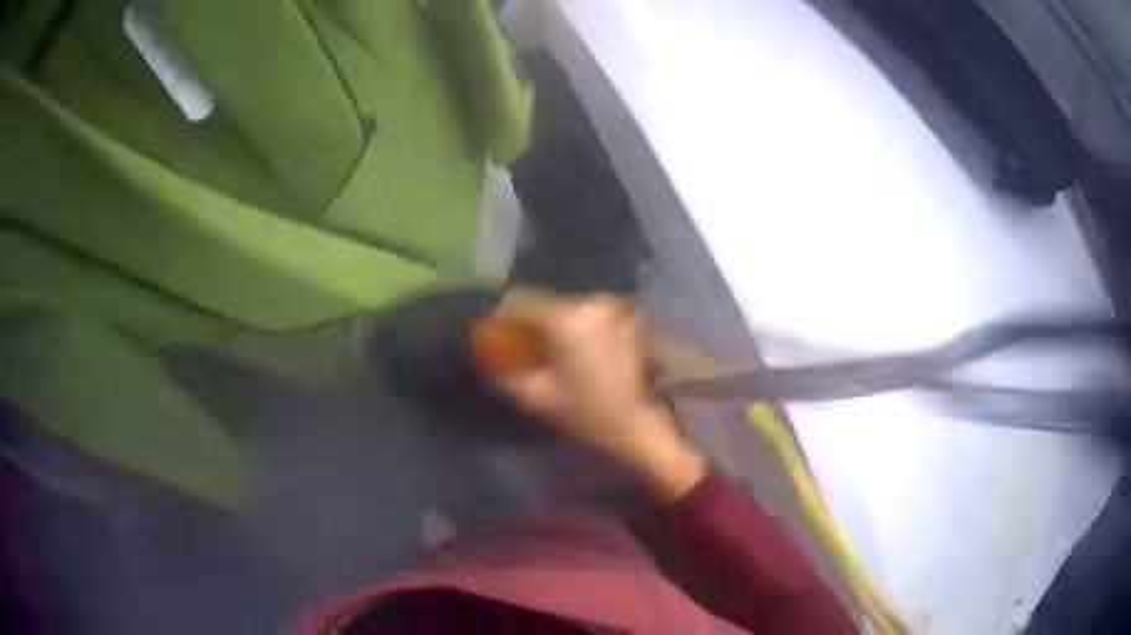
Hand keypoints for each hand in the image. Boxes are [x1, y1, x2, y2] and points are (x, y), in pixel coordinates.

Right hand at [488, 289, 706, 501]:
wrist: (638, 423)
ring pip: (566, 306)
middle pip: (545, 302)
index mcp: (566, 319)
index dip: (502, 315)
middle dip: (527, 321)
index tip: (493, 333)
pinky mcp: (625, 318)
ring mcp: (611, 309)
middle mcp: (590, 303)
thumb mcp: (536, 396)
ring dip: (551, 323)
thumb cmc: (586, 412)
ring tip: (546, 351)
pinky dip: (574, 326)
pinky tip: (573, 350)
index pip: (521, 300)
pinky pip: (587, 314)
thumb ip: (505, 372)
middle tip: (518, 346)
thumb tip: (486, 355)